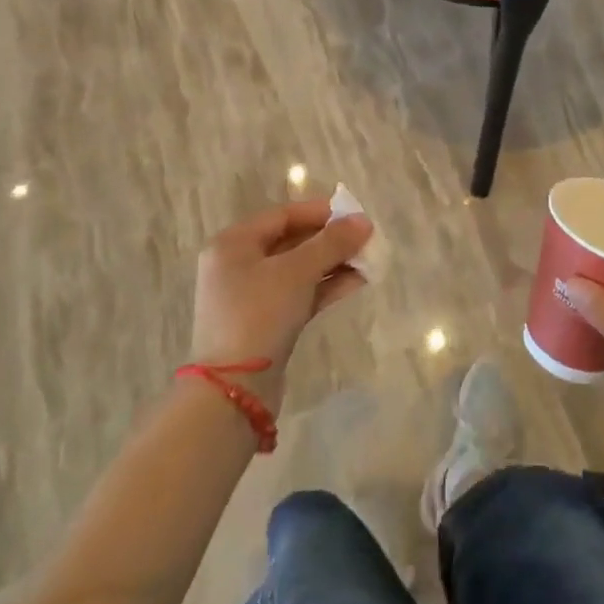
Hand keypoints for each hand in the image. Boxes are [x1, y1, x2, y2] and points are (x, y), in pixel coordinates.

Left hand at [189, 199, 372, 410]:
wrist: (234, 390)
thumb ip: (331, 242)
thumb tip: (363, 221)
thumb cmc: (259, 315)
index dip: (320, 212)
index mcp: (233, 244)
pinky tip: (357, 282)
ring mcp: (251, 296)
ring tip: (369, 260)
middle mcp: (238, 265)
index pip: (283, 215)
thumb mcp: (297, 272)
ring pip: (298, 269)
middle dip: (330, 240)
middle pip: (291, 241)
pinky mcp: (265, 322)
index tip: (355, 215)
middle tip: (366, 239)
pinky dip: (325, 286)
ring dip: (333, 263)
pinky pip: (299, 293)